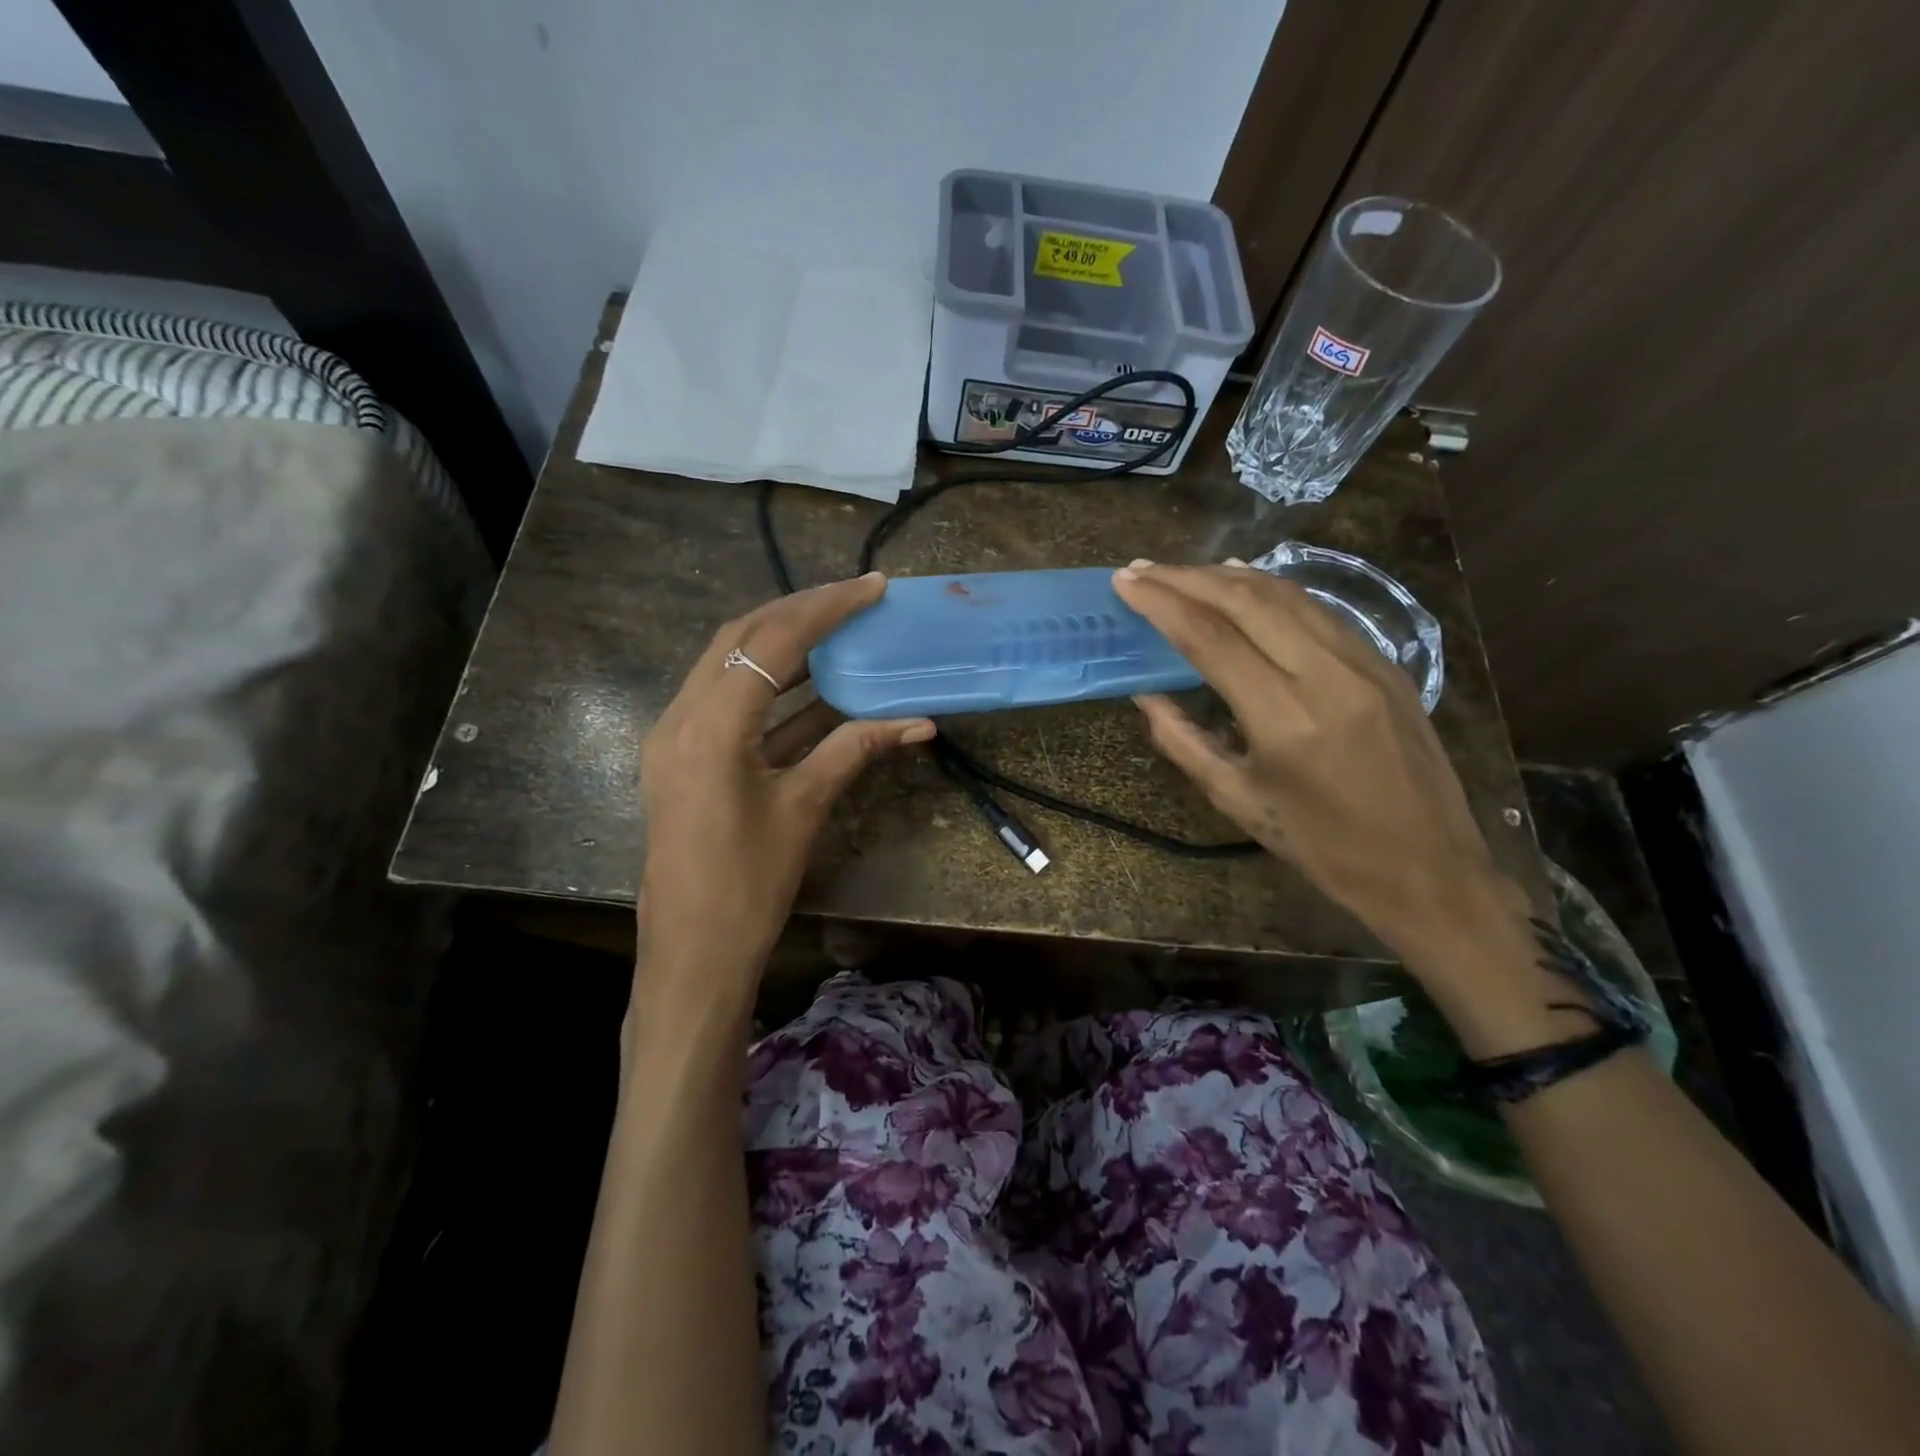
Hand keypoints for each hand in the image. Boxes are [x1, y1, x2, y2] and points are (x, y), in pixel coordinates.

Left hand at [636, 574, 933, 997]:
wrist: (691, 955)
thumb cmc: (748, 886)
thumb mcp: (805, 808)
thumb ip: (856, 750)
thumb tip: (919, 721)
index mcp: (710, 726)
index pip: (771, 642)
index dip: (826, 608)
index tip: (872, 587)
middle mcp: (682, 716)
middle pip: (742, 638)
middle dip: (801, 612)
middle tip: (856, 600)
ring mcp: (676, 736)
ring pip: (730, 665)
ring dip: (784, 644)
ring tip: (840, 628)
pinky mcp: (684, 756)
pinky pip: (729, 702)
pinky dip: (773, 688)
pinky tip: (817, 685)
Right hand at [1112, 561, 1527, 966]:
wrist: (1429, 869)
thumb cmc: (1322, 846)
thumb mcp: (1238, 801)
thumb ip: (1183, 742)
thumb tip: (1146, 695)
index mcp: (1284, 718)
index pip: (1210, 638)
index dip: (1161, 603)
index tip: (1125, 581)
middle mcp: (1325, 675)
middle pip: (1247, 601)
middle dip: (1187, 577)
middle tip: (1144, 569)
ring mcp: (1363, 663)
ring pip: (1287, 595)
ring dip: (1228, 577)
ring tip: (1183, 572)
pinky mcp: (1386, 664)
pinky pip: (1319, 611)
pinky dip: (1273, 590)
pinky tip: (1246, 584)